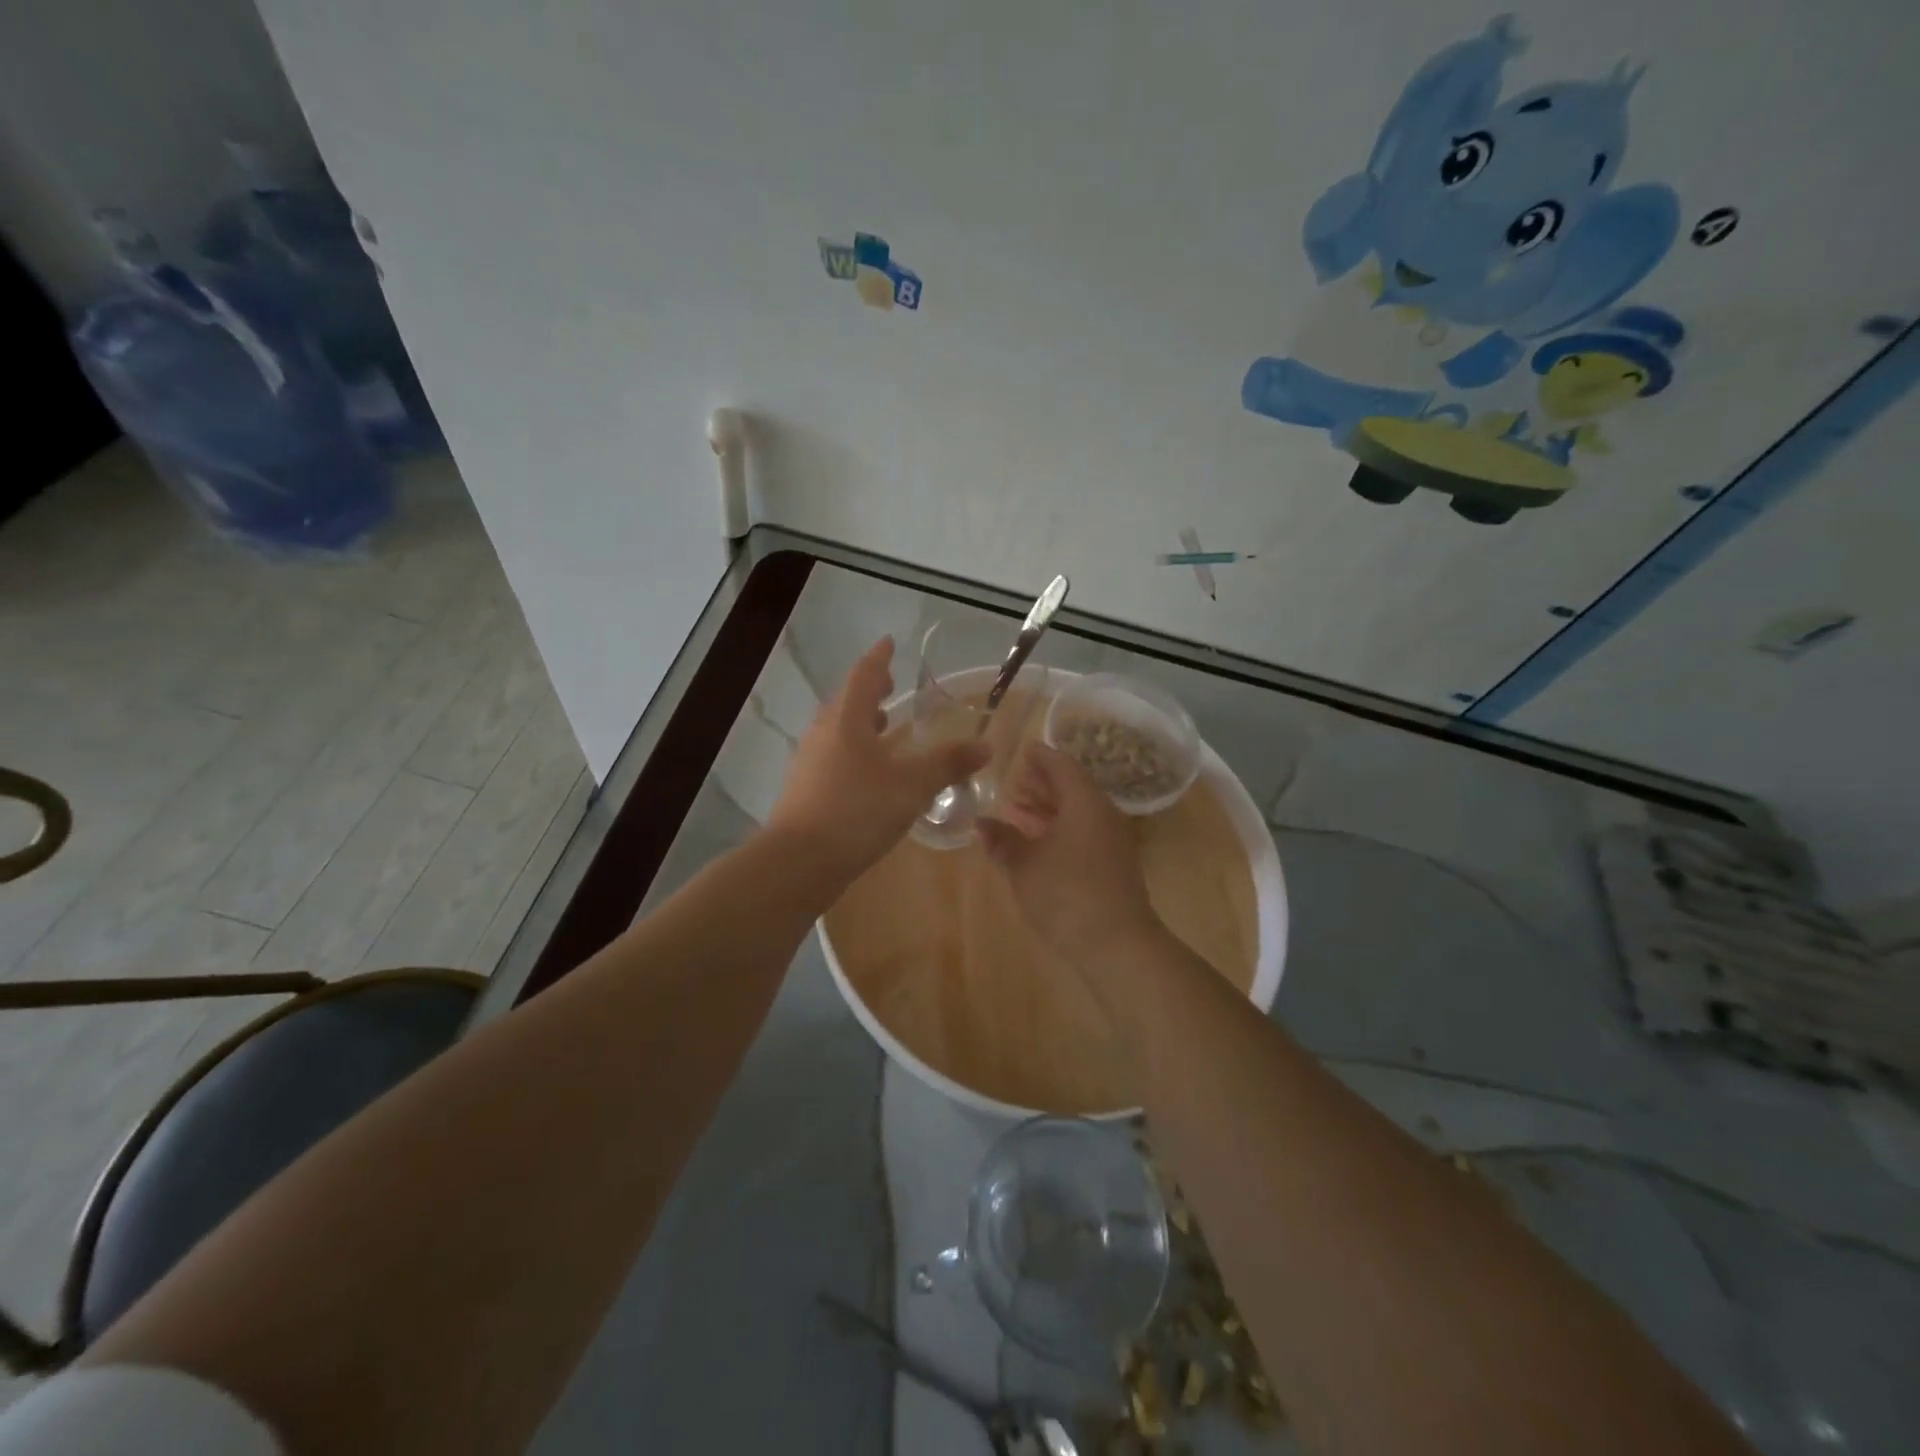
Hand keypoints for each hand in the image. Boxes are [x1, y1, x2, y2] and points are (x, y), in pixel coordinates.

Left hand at [767, 638, 990, 879]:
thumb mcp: (911, 786)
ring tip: (884, 725)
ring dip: (861, 722)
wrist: (799, 863)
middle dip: (869, 690)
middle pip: (847, 701)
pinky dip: (855, 752)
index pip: (863, 675)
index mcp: (845, 720)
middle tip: (891, 685)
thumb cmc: (856, 811)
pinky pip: (834, 757)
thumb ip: (948, 763)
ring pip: (838, 731)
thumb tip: (986, 746)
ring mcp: (810, 762)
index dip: (879, 659)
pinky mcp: (806, 790)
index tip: (890, 643)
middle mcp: (823, 733)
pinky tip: (871, 773)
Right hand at [977, 742, 1161, 967]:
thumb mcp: (1024, 865)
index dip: (1039, 756)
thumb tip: (982, 823)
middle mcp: (1102, 814)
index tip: (1020, 750)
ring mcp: (1111, 841)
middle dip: (1041, 783)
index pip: (1061, 765)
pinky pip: (1083, 833)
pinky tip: (1037, 844)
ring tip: (1016, 812)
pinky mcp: (1112, 865)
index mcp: (1084, 802)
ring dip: (1048, 809)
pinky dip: (1059, 829)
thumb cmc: (1065, 894)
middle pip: (1071, 787)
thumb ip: (1002, 840)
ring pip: (1077, 812)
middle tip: (1012, 784)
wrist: (1117, 945)